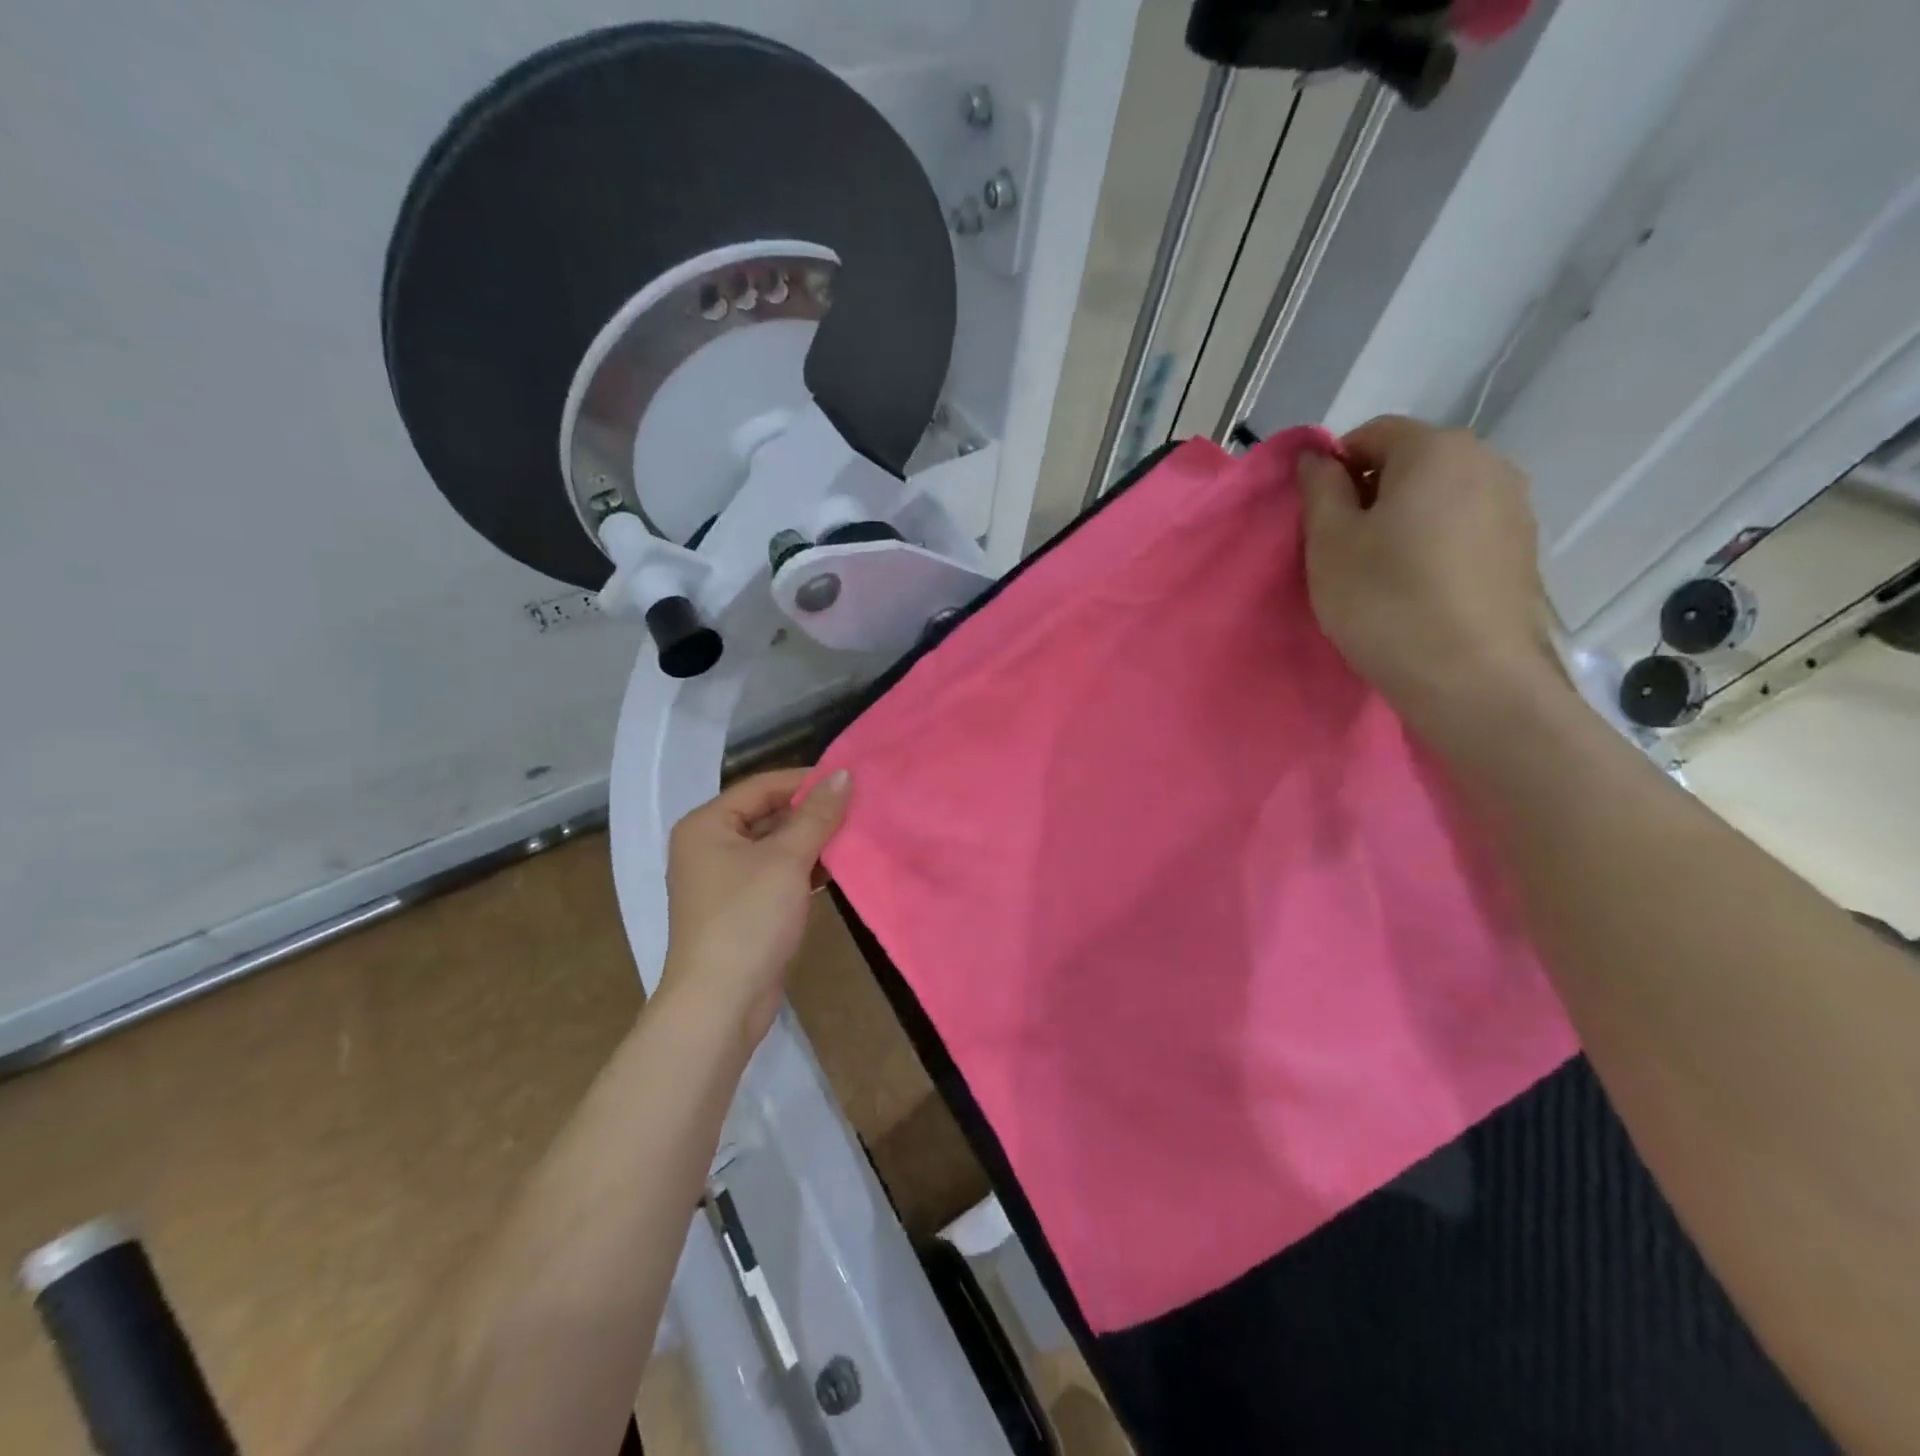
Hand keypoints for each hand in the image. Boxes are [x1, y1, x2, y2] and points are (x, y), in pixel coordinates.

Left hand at [659, 768, 851, 1044]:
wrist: (720, 1003)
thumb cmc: (748, 919)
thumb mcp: (786, 860)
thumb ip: (817, 815)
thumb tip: (844, 774)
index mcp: (707, 825)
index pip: (762, 786)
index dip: (806, 781)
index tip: (850, 781)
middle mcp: (709, 846)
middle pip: (768, 814)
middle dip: (812, 813)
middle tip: (859, 807)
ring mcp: (723, 879)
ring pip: (775, 846)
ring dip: (812, 842)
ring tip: (855, 834)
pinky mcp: (741, 908)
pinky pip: (775, 874)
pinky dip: (803, 869)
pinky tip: (837, 869)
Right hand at [1297, 416, 1567, 744]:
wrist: (1469, 678)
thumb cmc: (1385, 601)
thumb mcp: (1329, 543)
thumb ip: (1320, 490)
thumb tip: (1317, 458)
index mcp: (1436, 450)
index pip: (1371, 434)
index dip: (1334, 471)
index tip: (1318, 520)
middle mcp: (1487, 461)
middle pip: (1411, 462)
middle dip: (1371, 495)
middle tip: (1344, 549)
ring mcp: (1515, 504)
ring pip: (1440, 496)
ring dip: (1404, 520)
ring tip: (1382, 573)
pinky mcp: (1524, 547)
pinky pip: (1465, 526)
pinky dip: (1436, 543)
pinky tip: (1420, 587)